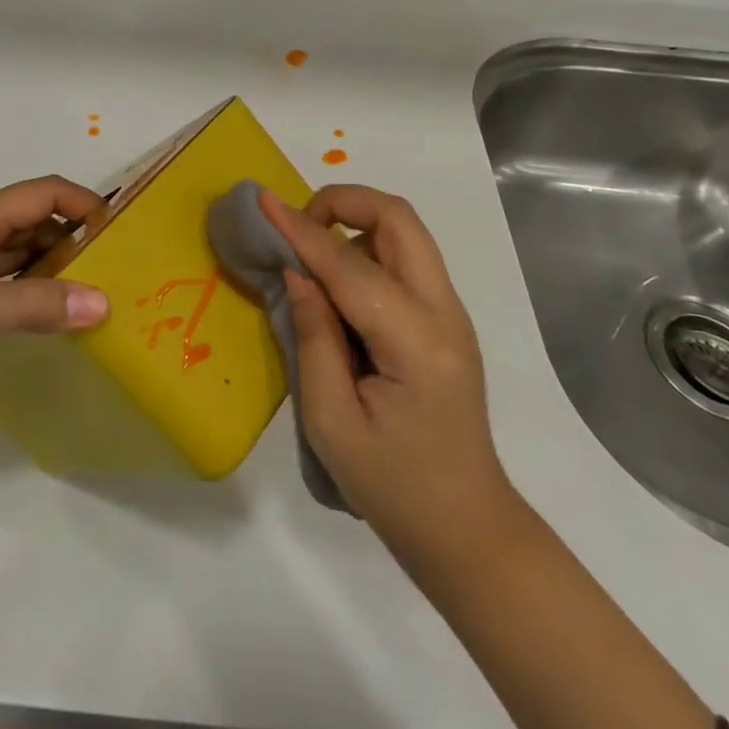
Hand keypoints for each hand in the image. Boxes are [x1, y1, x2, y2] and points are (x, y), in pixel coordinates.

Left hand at [0, 176, 111, 397]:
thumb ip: (40, 306)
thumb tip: (104, 303)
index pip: (43, 191)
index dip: (82, 203)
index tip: (115, 235)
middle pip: (28, 217)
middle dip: (68, 237)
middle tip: (104, 272)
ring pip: (8, 247)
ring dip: (42, 261)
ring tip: (78, 289)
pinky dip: (16, 278)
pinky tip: (26, 288)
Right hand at [260, 185, 522, 573]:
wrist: (465, 528)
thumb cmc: (392, 486)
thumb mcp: (331, 421)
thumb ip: (313, 337)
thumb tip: (298, 271)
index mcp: (416, 342)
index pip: (350, 265)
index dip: (301, 229)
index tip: (263, 200)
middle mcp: (444, 313)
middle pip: (399, 219)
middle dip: (344, 202)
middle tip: (298, 226)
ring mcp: (451, 314)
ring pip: (406, 233)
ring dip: (357, 223)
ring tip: (311, 256)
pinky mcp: (445, 322)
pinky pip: (406, 260)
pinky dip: (368, 249)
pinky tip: (338, 286)